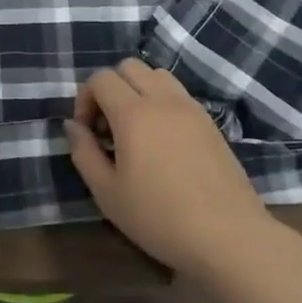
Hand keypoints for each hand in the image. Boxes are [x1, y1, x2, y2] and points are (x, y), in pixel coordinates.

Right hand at [67, 59, 276, 282]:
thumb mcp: (108, 193)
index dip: (85, 99)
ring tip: (136, 129)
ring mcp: (190, 107)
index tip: (87, 132)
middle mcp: (163, 99)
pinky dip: (162, 102)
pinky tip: (162, 141)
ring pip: (156, 74)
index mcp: (134, 113)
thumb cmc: (160, 218)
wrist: (228, 236)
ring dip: (138, 90)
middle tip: (108, 127)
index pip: (101, 78)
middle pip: (129, 66)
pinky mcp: (210, 122)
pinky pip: (178, 94)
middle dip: (110, 88)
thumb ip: (84, 152)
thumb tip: (72, 125)